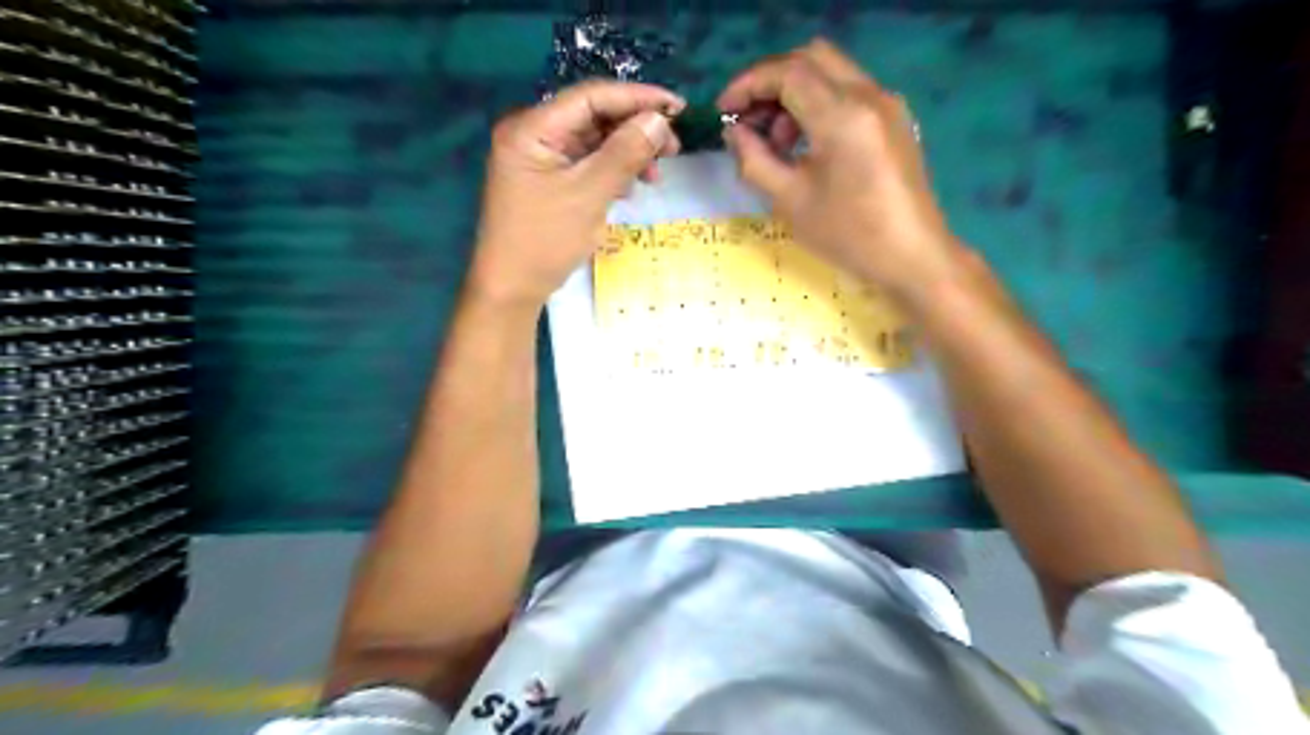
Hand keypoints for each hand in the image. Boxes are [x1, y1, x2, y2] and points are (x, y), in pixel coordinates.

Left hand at [472, 79, 685, 309]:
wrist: (511, 288)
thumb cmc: (545, 241)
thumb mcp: (589, 195)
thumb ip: (624, 153)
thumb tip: (658, 120)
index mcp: (532, 128)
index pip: (591, 97)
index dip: (637, 98)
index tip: (677, 108)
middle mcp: (533, 134)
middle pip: (593, 117)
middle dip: (635, 129)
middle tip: (672, 149)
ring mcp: (539, 159)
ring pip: (593, 142)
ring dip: (627, 153)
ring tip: (655, 175)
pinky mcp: (547, 181)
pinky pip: (585, 164)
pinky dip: (611, 171)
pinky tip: (630, 187)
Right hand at [716, 36, 959, 304]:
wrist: (912, 257)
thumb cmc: (849, 235)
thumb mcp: (789, 201)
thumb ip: (754, 159)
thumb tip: (734, 132)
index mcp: (843, 115)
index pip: (787, 72)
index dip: (748, 84)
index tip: (723, 111)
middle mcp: (869, 95)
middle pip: (810, 58)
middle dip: (770, 82)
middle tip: (747, 119)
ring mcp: (887, 103)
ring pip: (830, 72)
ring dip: (794, 94)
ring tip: (775, 144)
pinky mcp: (894, 119)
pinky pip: (848, 91)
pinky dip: (818, 104)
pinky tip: (806, 145)